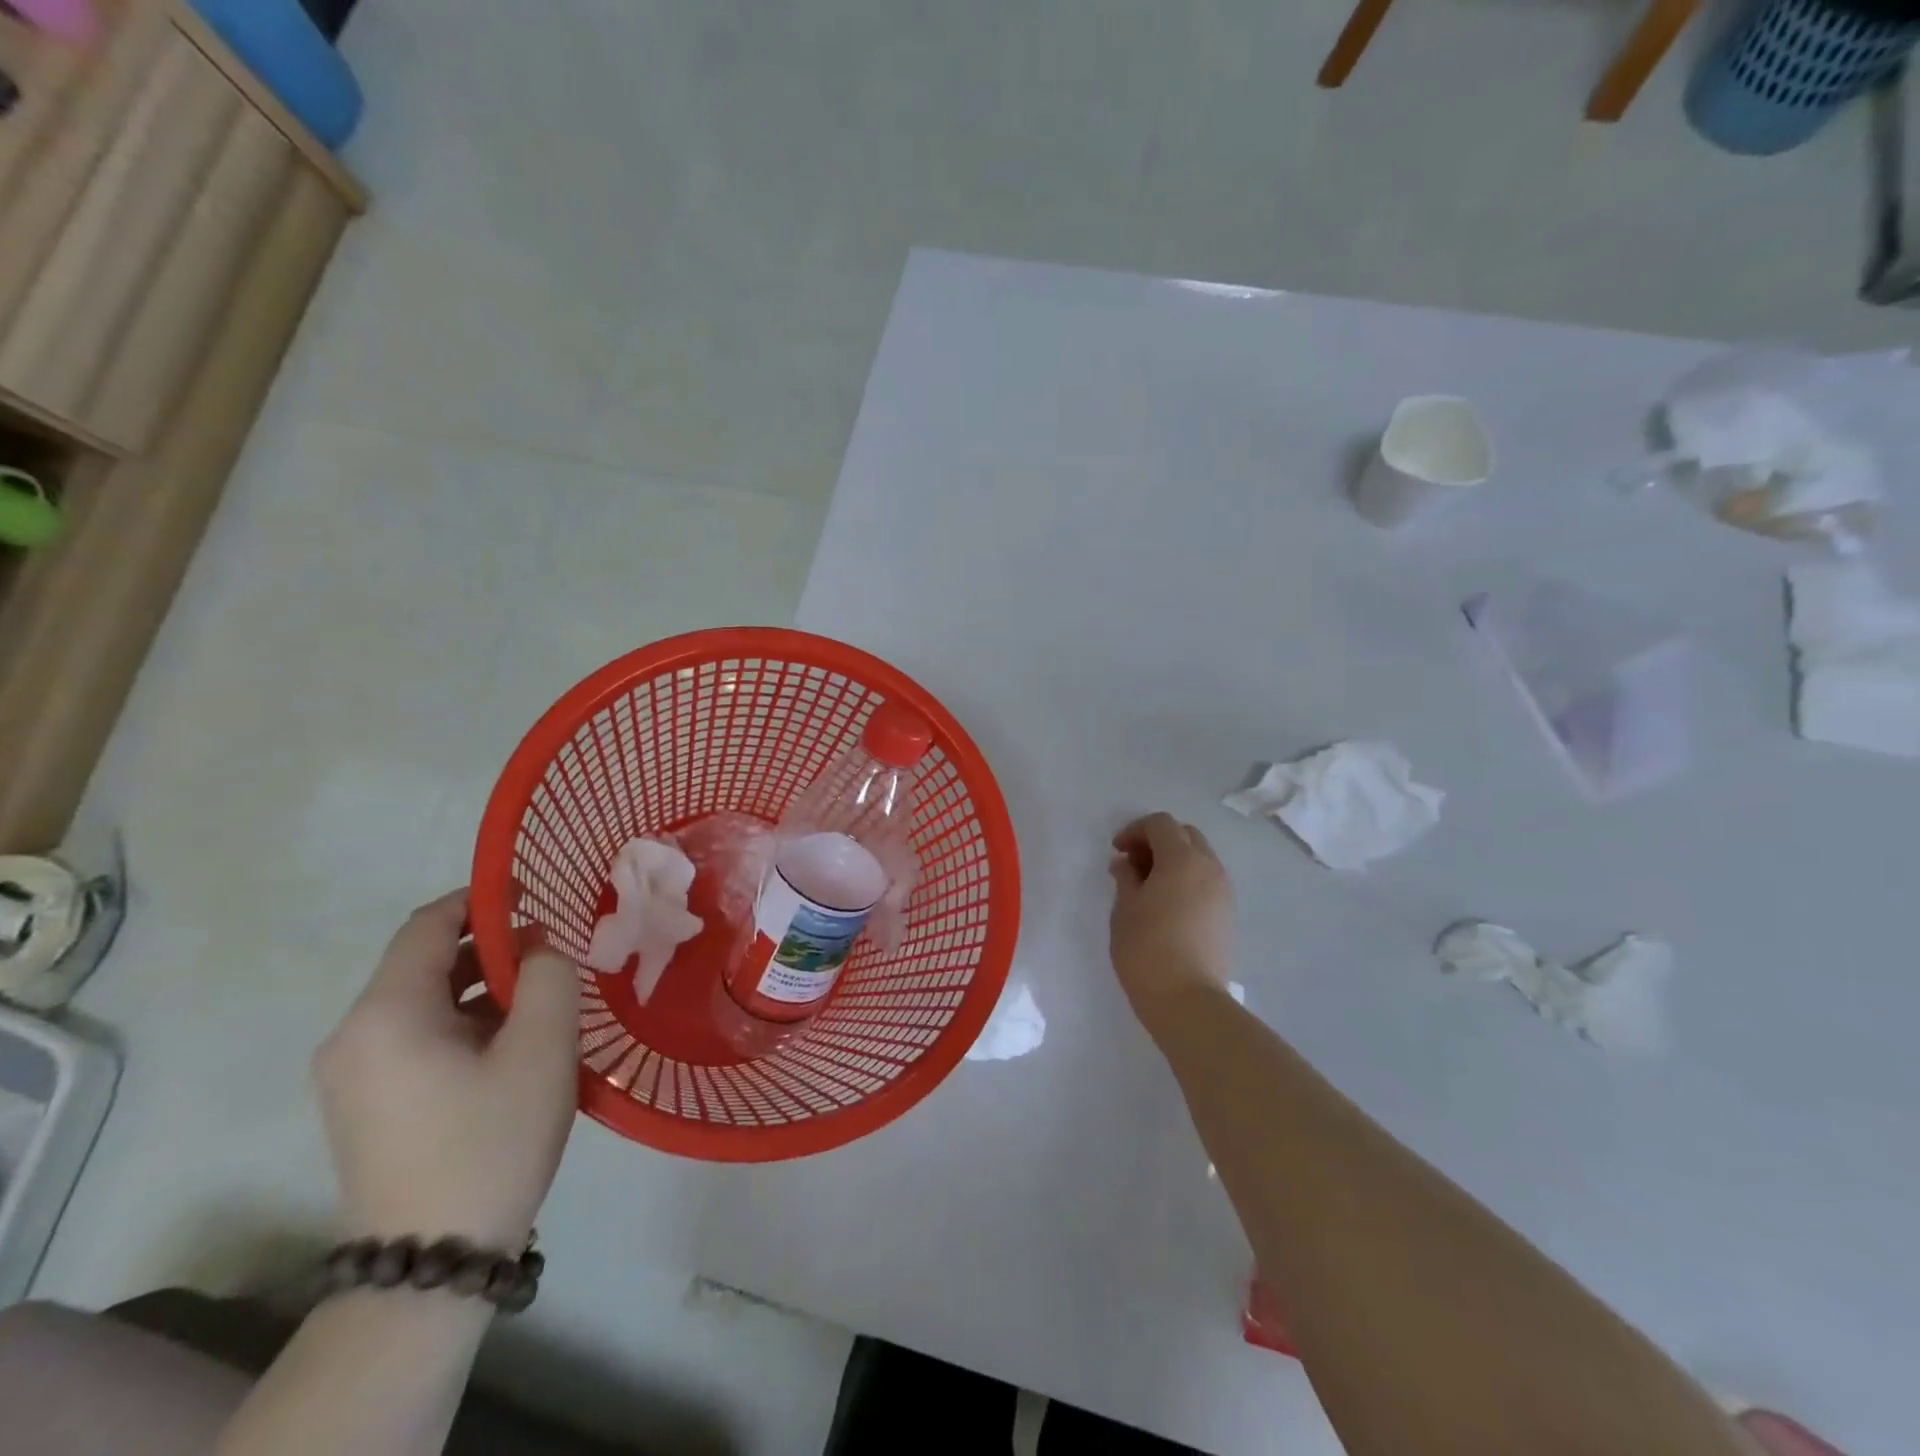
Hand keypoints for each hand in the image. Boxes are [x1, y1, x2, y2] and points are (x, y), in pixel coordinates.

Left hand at [314, 891, 579, 1249]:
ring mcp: (353, 1074)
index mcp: (386, 1013)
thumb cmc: (491, 1139)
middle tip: (554, 951)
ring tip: (543, 996)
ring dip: (483, 985)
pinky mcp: (366, 1104)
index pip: (429, 924)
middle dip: (492, 946)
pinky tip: (513, 1041)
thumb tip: (538, 948)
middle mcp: (354, 1035)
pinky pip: (417, 1036)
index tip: (534, 892)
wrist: (432, 1261)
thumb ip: (550, 975)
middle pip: (424, 962)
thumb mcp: (542, 1047)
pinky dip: (465, 1020)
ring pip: (424, 1001)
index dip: (482, 898)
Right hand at [1109, 813, 1235, 1030]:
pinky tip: (1168, 906)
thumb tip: (1126, 863)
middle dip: (1157, 841)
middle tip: (1133, 864)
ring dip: (1174, 861)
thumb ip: (1125, 877)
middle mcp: (1209, 867)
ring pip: (1199, 859)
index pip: (1161, 824)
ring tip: (1148, 887)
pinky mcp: (1228, 916)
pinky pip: (1207, 882)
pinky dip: (1187, 881)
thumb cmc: (1147, 948)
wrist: (1188, 1000)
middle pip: (1185, 835)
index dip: (1135, 830)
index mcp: (1182, 858)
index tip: (1117, 851)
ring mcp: (1224, 892)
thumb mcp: (1125, 908)